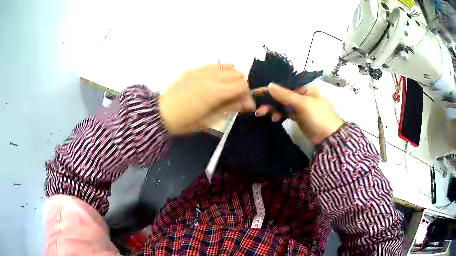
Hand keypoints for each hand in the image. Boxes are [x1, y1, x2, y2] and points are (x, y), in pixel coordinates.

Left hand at [159, 64, 254, 133]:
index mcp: (216, 91)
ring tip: (225, 89)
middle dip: (240, 86)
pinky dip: (220, 71)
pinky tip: (214, 81)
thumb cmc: (185, 121)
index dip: (247, 95)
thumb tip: (248, 104)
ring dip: (231, 77)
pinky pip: (215, 65)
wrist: (161, 113)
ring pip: (228, 66)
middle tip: (234, 98)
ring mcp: (202, 70)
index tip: (244, 105)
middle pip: (238, 74)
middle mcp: (211, 76)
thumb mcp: (210, 119)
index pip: (243, 85)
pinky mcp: (195, 69)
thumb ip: (230, 108)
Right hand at [255, 83, 342, 143]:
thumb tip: (269, 85)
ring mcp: (301, 107)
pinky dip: (279, 115)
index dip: (271, 90)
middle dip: (270, 102)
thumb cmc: (317, 116)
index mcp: (306, 89)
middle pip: (283, 96)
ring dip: (273, 109)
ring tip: (264, 115)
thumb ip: (284, 94)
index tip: (257, 94)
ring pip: (283, 105)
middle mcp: (303, 96)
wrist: (329, 138)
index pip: (285, 87)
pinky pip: (286, 113)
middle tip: (259, 110)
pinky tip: (274, 119)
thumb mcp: (301, 103)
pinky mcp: (299, 118)